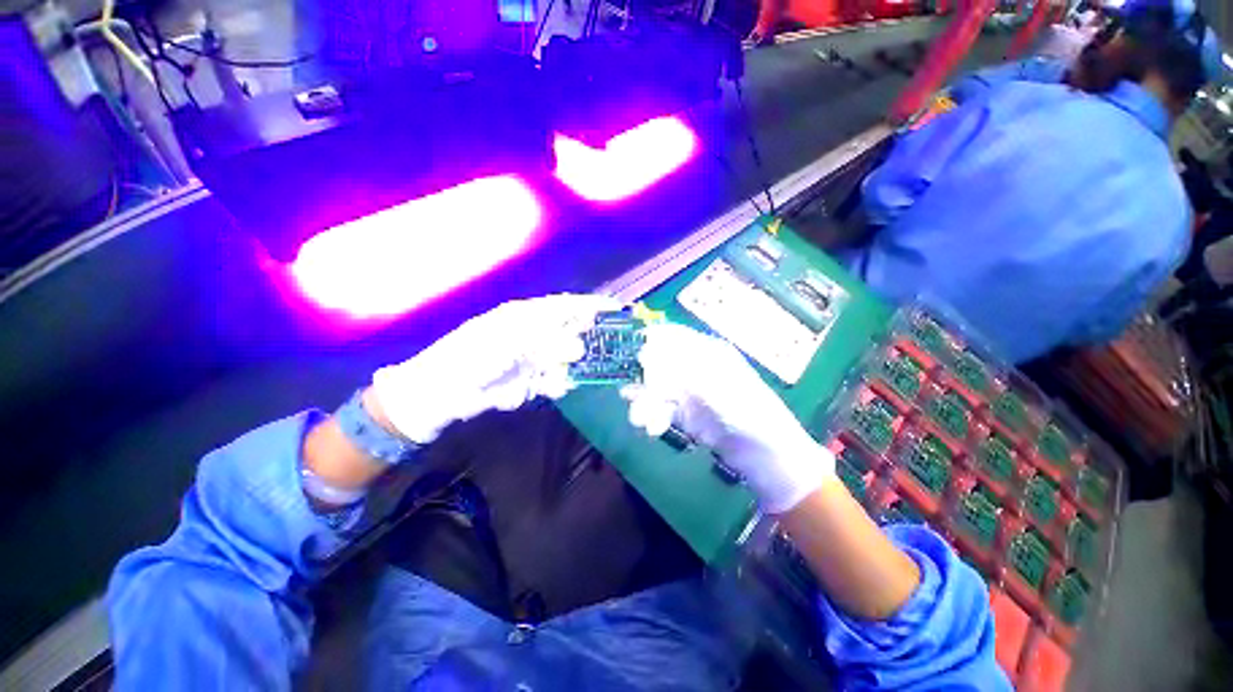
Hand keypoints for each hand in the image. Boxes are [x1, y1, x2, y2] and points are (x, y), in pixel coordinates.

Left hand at [372, 294, 620, 443]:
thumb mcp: (509, 341)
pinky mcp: (530, 381)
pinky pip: (553, 380)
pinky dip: (557, 384)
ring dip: (568, 365)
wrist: (441, 391)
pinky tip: (553, 387)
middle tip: (602, 348)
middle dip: (585, 339)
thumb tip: (579, 347)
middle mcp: (533, 334)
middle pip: (569, 331)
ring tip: (563, 371)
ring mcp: (533, 358)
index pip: (566, 306)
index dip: (591, 306)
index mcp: (526, 315)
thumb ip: (545, 341)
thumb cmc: (471, 356)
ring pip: (564, 358)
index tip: (617, 310)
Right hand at [621, 323, 832, 512]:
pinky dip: (654, 416)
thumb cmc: (752, 416)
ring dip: (646, 401)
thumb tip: (649, 356)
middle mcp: (697, 368)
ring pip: (658, 387)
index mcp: (710, 353)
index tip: (633, 353)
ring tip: (639, 419)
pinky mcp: (686, 413)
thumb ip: (685, 374)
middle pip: (661, 362)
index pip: (674, 336)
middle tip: (632, 393)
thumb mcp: (720, 390)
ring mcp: (690, 391)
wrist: (768, 458)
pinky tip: (650, 426)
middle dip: (645, 378)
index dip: (652, 341)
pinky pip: (662, 408)